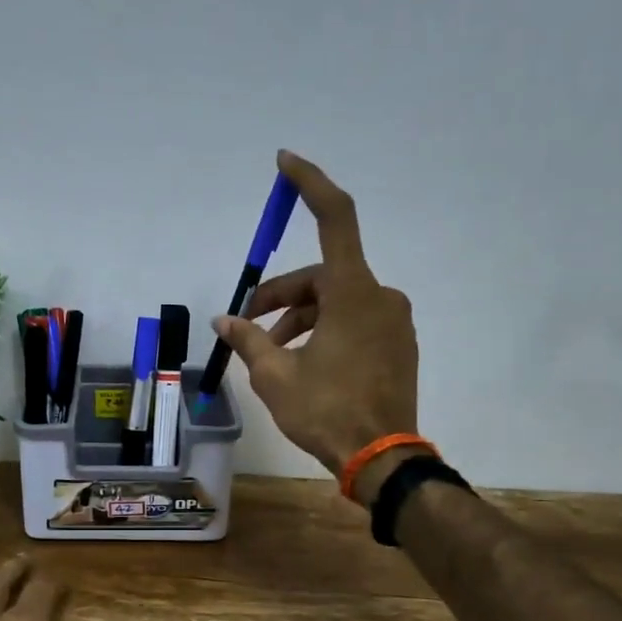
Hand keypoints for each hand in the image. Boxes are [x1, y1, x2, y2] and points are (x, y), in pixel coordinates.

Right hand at [212, 150, 420, 501]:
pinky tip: (302, 362)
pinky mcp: (398, 345)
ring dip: (299, 319)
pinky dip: (324, 330)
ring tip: (269, 354)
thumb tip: (224, 322)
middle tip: (247, 327)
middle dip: (280, 298)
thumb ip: (248, 341)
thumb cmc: (326, 411)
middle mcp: (380, 296)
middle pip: (321, 277)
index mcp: (353, 293)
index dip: (309, 184)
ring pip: (336, 302)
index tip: (285, 162)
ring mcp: (394, 322)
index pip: (335, 218)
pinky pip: (354, 321)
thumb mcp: (274, 376)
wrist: (382, 458)